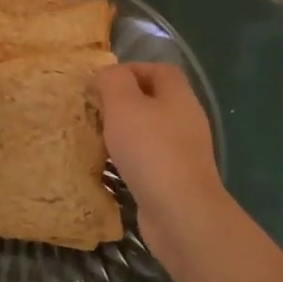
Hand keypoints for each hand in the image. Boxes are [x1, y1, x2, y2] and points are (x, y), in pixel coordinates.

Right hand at [95, 63, 228, 248]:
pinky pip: (151, 158)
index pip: (158, 69)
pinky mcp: (177, 178)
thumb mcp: (123, 105)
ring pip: (152, 130)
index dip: (130, 69)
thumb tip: (106, 75)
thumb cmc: (150, 150)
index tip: (101, 83)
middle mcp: (186, 118)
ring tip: (99, 138)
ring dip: (126, 131)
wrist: (180, 212)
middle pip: (155, 99)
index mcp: (178, 95)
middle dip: (124, 101)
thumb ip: (113, 81)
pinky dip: (132, 158)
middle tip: (95, 110)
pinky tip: (114, 167)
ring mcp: (185, 151)